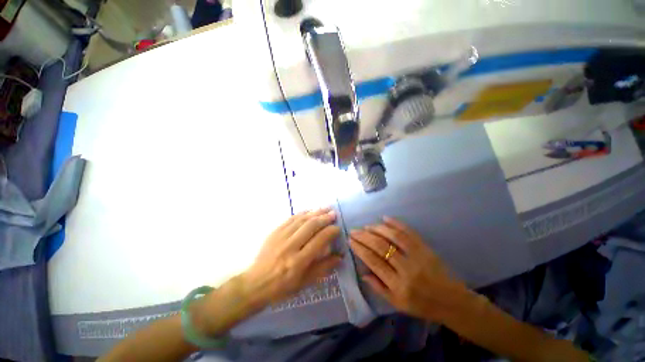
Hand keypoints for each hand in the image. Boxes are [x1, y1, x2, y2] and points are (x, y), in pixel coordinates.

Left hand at [243, 208, 342, 304]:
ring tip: (325, 208)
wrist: (255, 284)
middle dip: (324, 218)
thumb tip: (340, 257)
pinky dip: (302, 213)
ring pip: (301, 220)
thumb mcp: (305, 283)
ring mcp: (280, 237)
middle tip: (333, 214)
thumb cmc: (282, 287)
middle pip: (310, 226)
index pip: (319, 241)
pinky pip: (290, 219)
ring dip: (315, 212)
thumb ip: (323, 268)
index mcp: (298, 262)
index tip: (337, 228)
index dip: (330, 232)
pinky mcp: (274, 232)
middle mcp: (290, 247)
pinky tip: (309, 211)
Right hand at [349, 217, 466, 321]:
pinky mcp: (426, 248)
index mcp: (398, 286)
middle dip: (364, 237)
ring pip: (394, 237)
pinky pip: (409, 232)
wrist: (451, 301)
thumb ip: (378, 288)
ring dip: (377, 229)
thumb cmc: (422, 305)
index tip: (351, 241)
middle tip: (354, 231)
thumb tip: (362, 272)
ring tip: (366, 226)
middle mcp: (407, 269)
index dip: (360, 249)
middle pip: (381, 247)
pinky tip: (385, 218)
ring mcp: (418, 256)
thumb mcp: (397, 304)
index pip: (374, 262)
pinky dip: (396, 223)